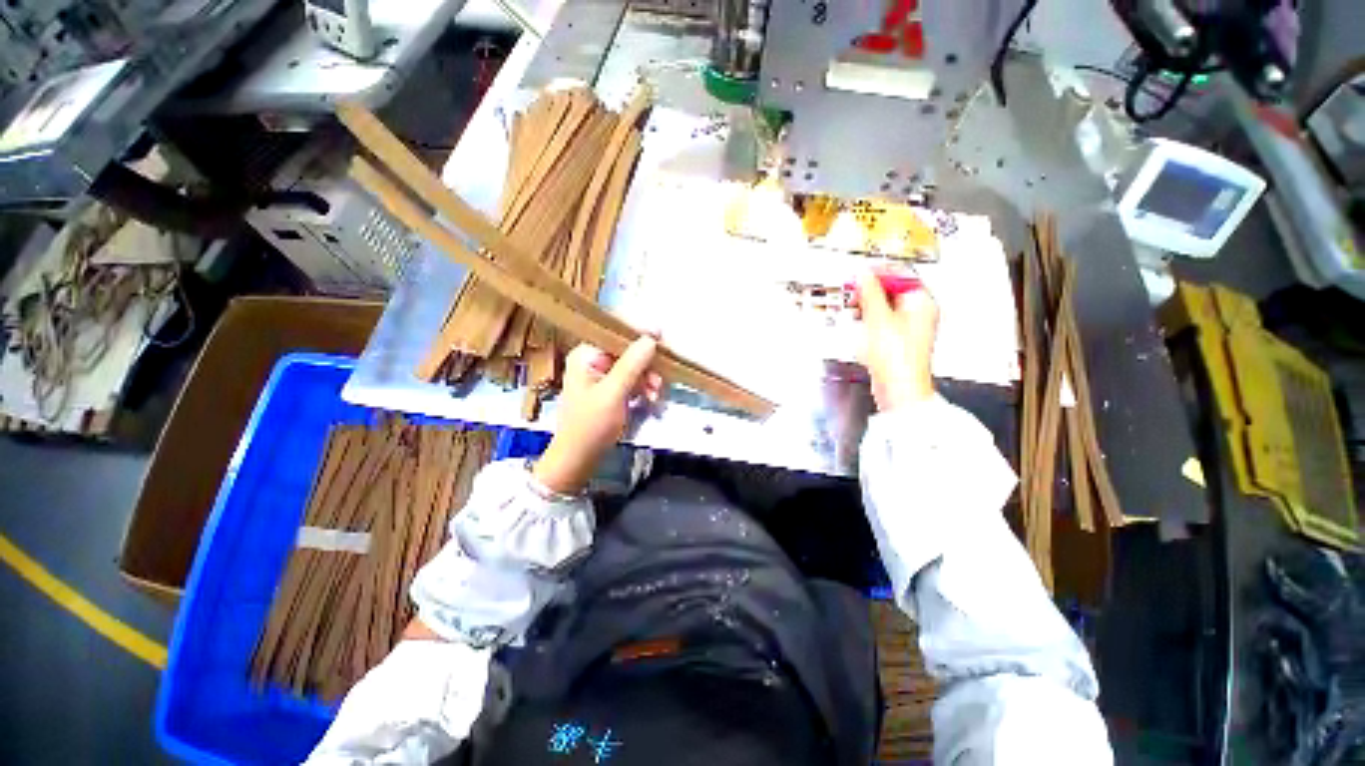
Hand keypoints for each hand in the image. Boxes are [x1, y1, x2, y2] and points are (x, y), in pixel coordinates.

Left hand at [533, 336, 662, 493]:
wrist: (578, 459)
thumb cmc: (591, 426)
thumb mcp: (613, 394)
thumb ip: (632, 364)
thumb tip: (651, 337)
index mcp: (586, 355)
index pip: (617, 334)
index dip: (641, 336)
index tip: (664, 343)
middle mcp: (592, 360)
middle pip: (628, 351)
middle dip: (647, 366)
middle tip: (660, 382)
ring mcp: (601, 375)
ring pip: (633, 367)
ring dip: (648, 379)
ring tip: (656, 396)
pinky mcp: (609, 389)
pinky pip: (631, 380)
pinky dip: (643, 388)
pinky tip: (651, 399)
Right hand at [856, 270, 938, 412]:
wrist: (898, 387)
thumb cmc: (897, 356)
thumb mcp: (878, 317)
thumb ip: (869, 292)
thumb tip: (863, 274)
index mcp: (922, 302)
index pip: (901, 275)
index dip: (878, 273)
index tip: (860, 273)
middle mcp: (918, 314)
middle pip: (892, 291)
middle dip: (870, 291)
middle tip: (853, 291)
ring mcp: (908, 329)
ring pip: (885, 308)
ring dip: (867, 307)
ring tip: (853, 309)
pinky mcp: (897, 342)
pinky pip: (881, 324)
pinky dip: (869, 322)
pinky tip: (859, 326)